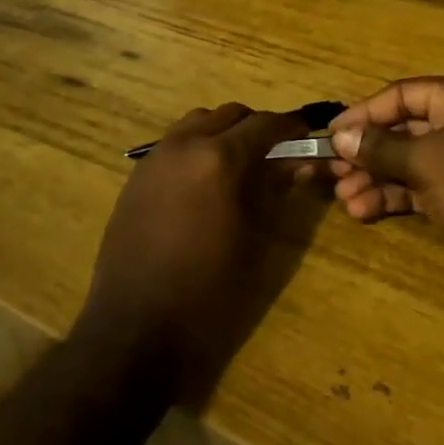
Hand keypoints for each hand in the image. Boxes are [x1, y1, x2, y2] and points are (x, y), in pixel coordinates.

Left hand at [76, 103, 306, 400]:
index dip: (291, 127)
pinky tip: (203, 183)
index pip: (265, 124)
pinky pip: (173, 144)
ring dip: (223, 132)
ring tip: (238, 165)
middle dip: (257, 128)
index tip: (307, 135)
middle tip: (276, 154)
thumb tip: (299, 163)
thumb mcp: (255, 239)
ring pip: (198, 122)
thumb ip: (275, 190)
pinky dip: (196, 148)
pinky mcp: (136, 177)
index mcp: (219, 158)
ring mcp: (155, 158)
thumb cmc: (209, 291)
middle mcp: (185, 145)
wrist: (136, 330)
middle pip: (230, 115)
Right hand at [327, 76, 443, 303]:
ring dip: (374, 177)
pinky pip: (417, 189)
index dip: (364, 113)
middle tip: (331, 170)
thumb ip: (379, 147)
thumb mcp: (425, 160)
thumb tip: (340, 137)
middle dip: (366, 151)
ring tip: (343, 196)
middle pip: (402, 130)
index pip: (401, 95)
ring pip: (406, 162)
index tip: (331, 133)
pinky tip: (362, 210)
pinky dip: (391, 197)